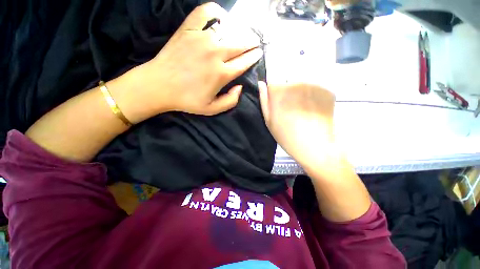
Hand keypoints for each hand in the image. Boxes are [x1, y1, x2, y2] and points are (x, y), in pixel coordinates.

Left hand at [114, 2, 262, 122]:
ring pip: (228, 30)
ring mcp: (201, 39)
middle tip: (256, 42)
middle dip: (252, 43)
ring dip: (239, 31)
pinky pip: (204, 13)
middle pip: (240, 44)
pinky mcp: (188, 30)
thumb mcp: (212, 109)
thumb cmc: (187, 100)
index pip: (244, 62)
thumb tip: (240, 87)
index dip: (254, 57)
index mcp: (221, 74)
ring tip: (243, 33)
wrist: (159, 86)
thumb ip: (230, 101)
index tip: (259, 53)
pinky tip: (220, 17)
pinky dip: (215, 11)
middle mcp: (215, 54)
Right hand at [258, 82, 336, 168]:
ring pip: (303, 81)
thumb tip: (261, 83)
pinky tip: (314, 108)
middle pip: (288, 78)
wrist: (315, 147)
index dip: (275, 87)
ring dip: (301, 91)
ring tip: (303, 108)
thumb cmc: (287, 136)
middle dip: (288, 88)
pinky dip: (314, 95)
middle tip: (291, 106)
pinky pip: (316, 87)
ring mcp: (314, 85)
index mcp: (279, 91)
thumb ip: (264, 100)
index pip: (273, 77)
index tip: (278, 98)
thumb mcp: (269, 121)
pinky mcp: (327, 90)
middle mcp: (296, 82)